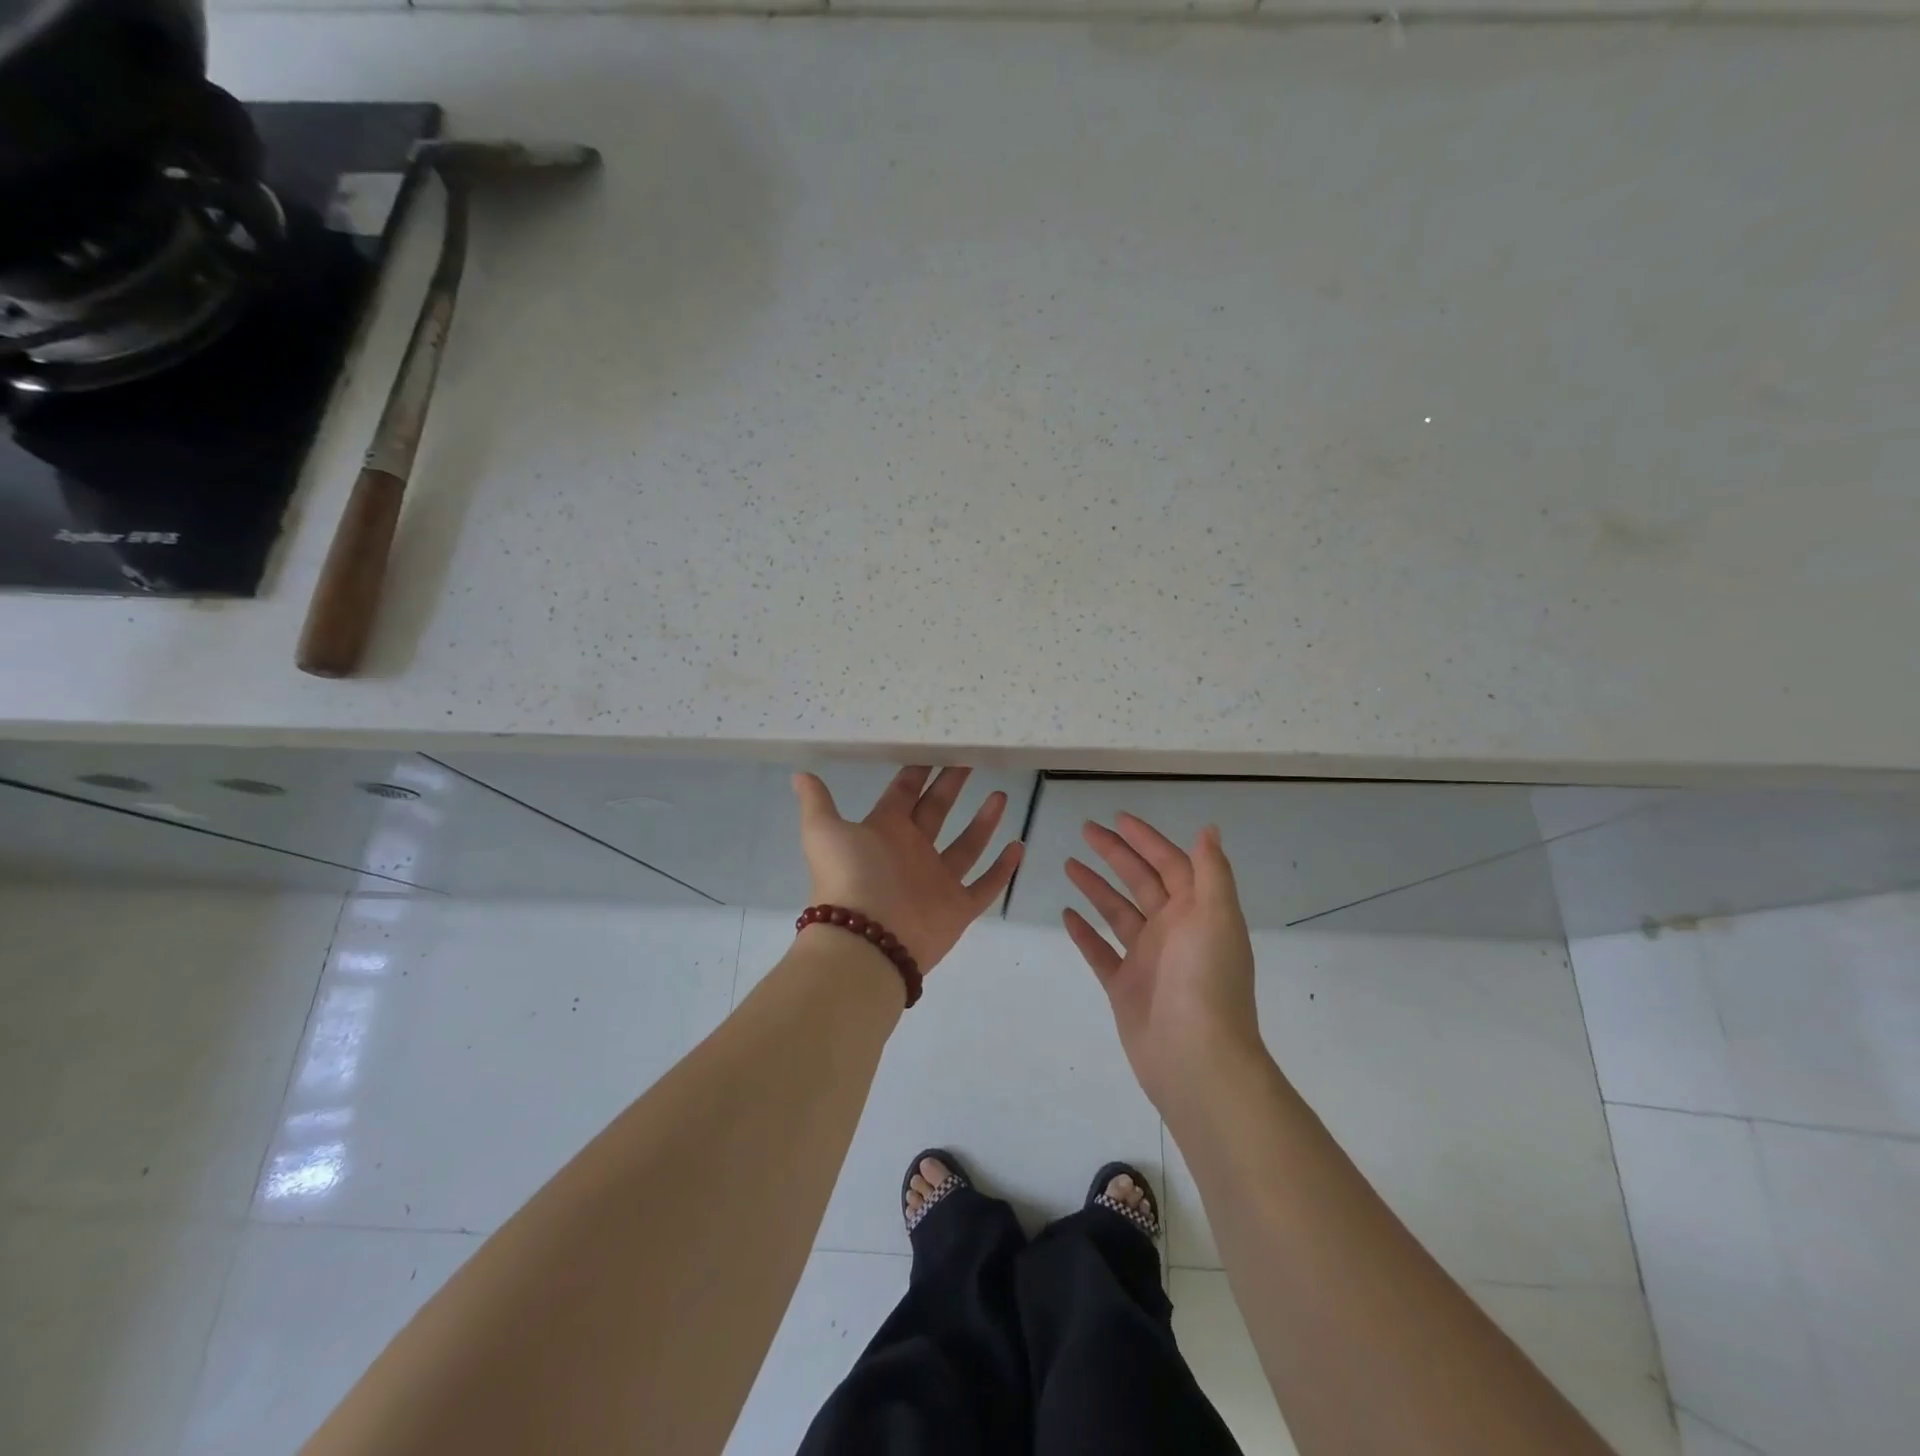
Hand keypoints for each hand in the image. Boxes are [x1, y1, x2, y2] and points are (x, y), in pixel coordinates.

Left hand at [793, 766, 1022, 974]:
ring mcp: (937, 880)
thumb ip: (817, 803)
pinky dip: (1003, 869)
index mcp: (884, 831)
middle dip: (953, 786)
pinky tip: (1019, 846)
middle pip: (937, 812)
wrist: (866, 941)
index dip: (919, 772)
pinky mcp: (958, 907)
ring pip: (966, 845)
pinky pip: (986, 885)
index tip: (937, 748)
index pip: (904, 793)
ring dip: (983, 822)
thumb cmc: (850, 877)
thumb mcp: (824, 832)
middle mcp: (912, 852)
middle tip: (972, 759)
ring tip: (1001, 795)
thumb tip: (799, 774)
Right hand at [1064, 814, 1262, 1109]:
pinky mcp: (1125, 987)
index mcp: (1197, 912)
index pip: (1170, 863)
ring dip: (1095, 887)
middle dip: (1115, 854)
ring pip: (1117, 913)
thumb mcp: (1217, 918)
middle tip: (1085, 830)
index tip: (1118, 818)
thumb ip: (1211, 872)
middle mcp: (1173, 931)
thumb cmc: (1206, 981)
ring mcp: (1147, 960)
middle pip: (1140, 882)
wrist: (1196, 1058)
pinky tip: (1066, 915)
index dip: (1146, 839)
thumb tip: (1209, 829)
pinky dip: (1085, 933)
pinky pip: (1100, 952)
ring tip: (1068, 864)